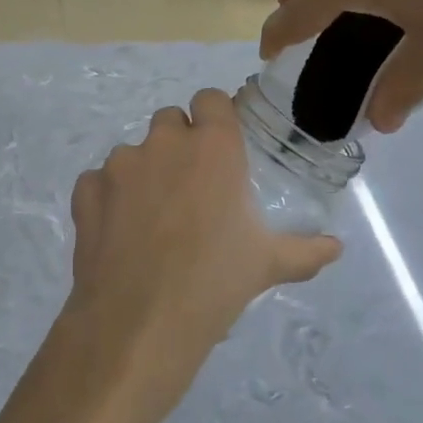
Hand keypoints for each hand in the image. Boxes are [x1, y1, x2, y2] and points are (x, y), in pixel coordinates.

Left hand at [52, 89, 340, 422]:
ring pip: (132, 152)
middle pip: (169, 121)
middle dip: (178, 145)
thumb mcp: (269, 265)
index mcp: (214, 148)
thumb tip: (336, 247)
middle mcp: (164, 143)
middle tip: (189, 189)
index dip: (215, 119)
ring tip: (152, 220)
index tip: (220, 149)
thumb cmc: (215, 283)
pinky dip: (107, 198)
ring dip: (143, 173)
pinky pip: (98, 181)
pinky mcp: (86, 192)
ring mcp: (119, 165)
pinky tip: (118, 233)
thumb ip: (306, 250)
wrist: (140, 322)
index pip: (211, 100)